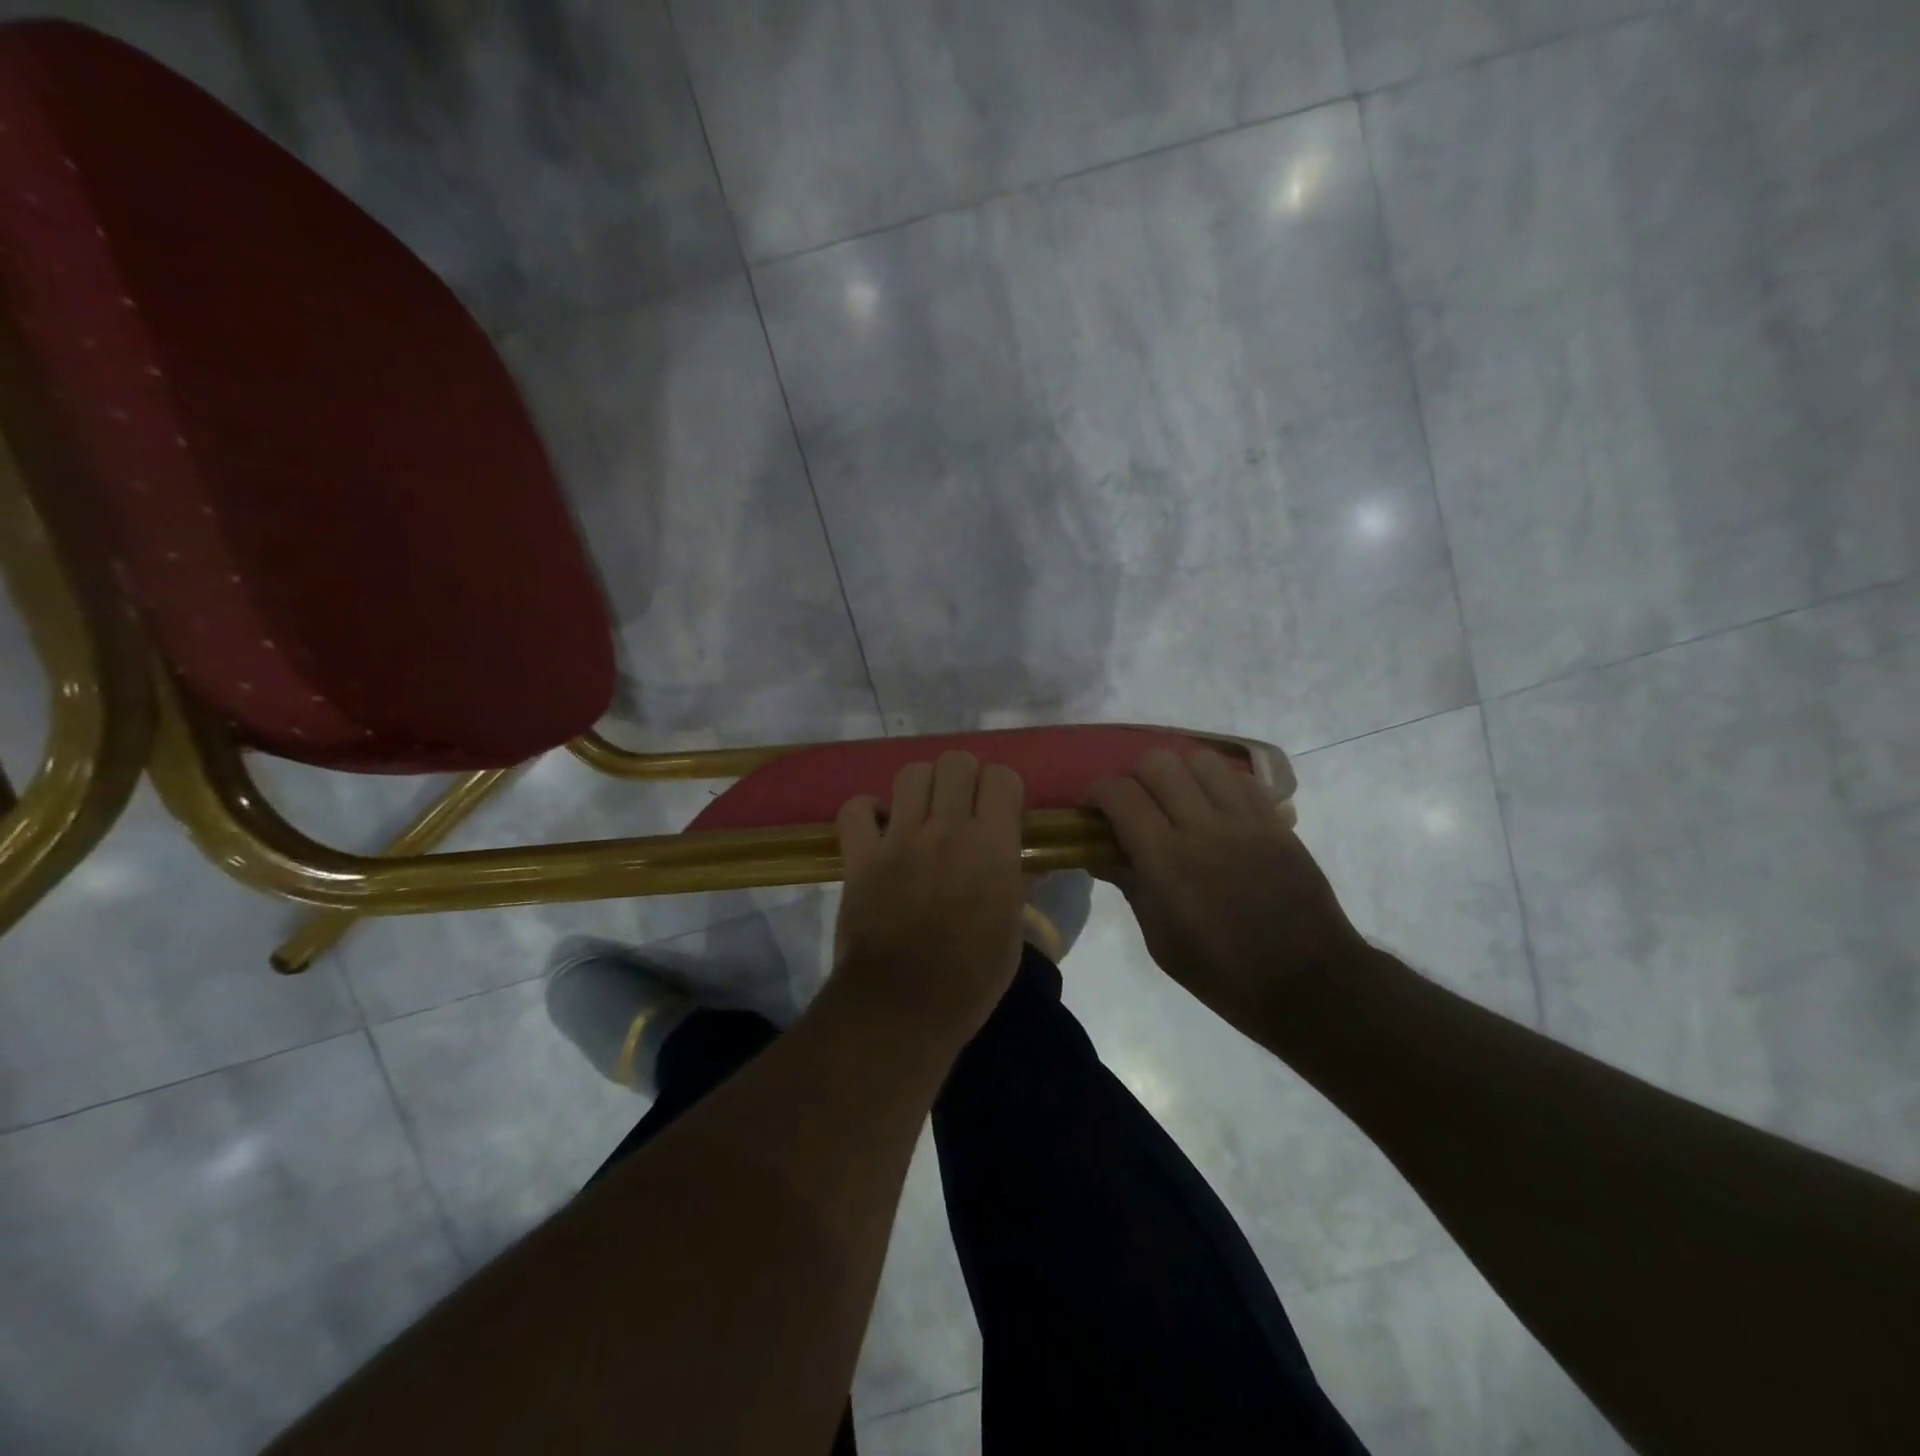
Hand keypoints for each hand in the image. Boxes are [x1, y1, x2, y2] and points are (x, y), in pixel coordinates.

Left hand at [831, 752, 1027, 1043]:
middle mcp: (947, 829)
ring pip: (910, 773)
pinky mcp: (860, 856)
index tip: (999, 811)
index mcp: (992, 846)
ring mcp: (899, 839)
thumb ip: (1014, 883)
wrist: (903, 1006)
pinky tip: (878, 829)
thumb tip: (1014, 860)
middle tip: (960, 808)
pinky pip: (855, 808)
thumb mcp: (1013, 932)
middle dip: (962, 778)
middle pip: (955, 761)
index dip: (1002, 788)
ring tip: (920, 815)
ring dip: (920, 788)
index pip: (1002, 777)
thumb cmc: (970, 978)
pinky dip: (865, 812)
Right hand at [1088, 749, 1367, 1038]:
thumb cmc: (1223, 973)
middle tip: (1136, 805)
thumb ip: (1130, 886)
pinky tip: (1215, 810)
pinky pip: (1239, 779)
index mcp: (1166, 860)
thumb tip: (1100, 854)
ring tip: (1177, 800)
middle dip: (1135, 777)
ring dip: (1179, 773)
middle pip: (1158, 763)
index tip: (1094, 810)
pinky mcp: (1275, 822)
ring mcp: (1244, 820)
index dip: (1097, 792)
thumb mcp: (1160, 940)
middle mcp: (1203, 827)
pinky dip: (1217, 784)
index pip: (1120, 794)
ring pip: (1201, 759)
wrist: (1308, 983)